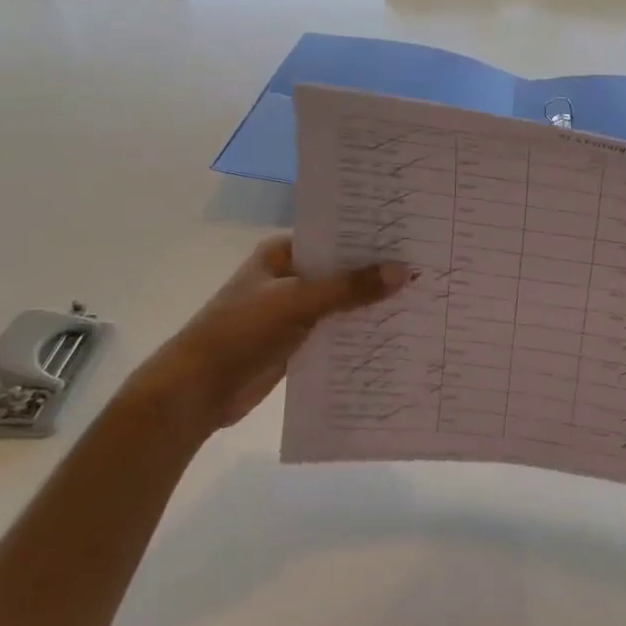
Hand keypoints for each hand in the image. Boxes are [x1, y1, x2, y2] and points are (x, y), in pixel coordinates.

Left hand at [136, 236, 409, 434]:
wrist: (196, 392)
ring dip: (372, 303)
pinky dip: (361, 330)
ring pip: (343, 301)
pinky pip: (338, 330)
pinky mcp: (299, 341)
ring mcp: (295, 310)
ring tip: (423, 296)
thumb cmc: (240, 332)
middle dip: (378, 271)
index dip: (371, 235)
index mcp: (283, 253)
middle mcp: (291, 276)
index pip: (335, 235)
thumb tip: (404, 271)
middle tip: (428, 264)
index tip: (413, 233)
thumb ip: (350, 288)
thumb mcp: (298, 302)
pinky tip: (397, 330)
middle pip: (343, 269)